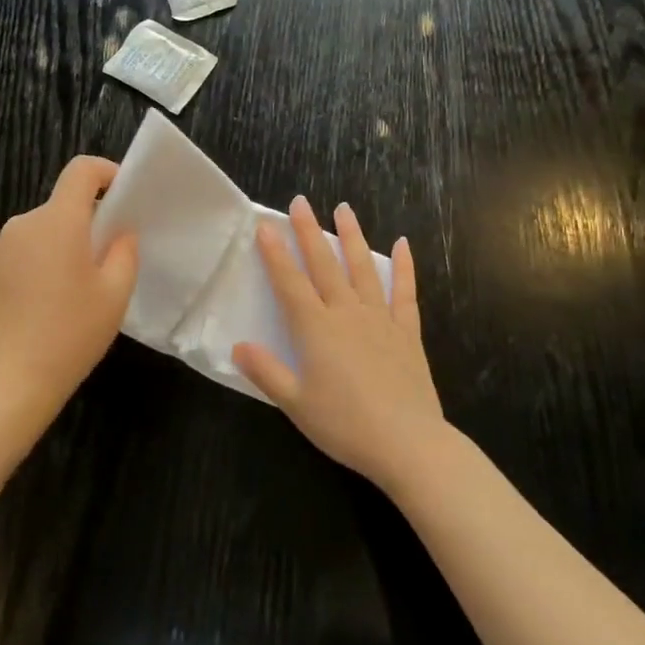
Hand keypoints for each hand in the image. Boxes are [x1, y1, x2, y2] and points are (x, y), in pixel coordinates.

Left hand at [0, 156, 137, 416]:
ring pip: (40, 232)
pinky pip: (19, 255)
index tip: (121, 195)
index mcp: (58, 221)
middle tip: (105, 261)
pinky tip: (42, 306)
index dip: (106, 172)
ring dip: (59, 246)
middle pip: (61, 206)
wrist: (8, 381)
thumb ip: (124, 252)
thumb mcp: (115, 294)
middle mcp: (23, 224)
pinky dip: (36, 265)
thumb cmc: (70, 333)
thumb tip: (120, 232)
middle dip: (86, 223)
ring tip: (72, 291)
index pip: (81, 171)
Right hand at [233, 197, 444, 494]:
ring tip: (344, 209)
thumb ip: (266, 371)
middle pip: (324, 265)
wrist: (407, 443)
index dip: (275, 254)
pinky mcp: (407, 332)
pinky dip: (404, 267)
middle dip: (309, 232)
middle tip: (301, 202)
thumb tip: (237, 345)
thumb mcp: (296, 404)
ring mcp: (380, 319)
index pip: (290, 283)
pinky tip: (402, 245)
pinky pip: (405, 292)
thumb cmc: (344, 425)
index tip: (265, 225)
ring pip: (362, 269)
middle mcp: (346, 314)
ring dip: (352, 237)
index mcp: (316, 329)